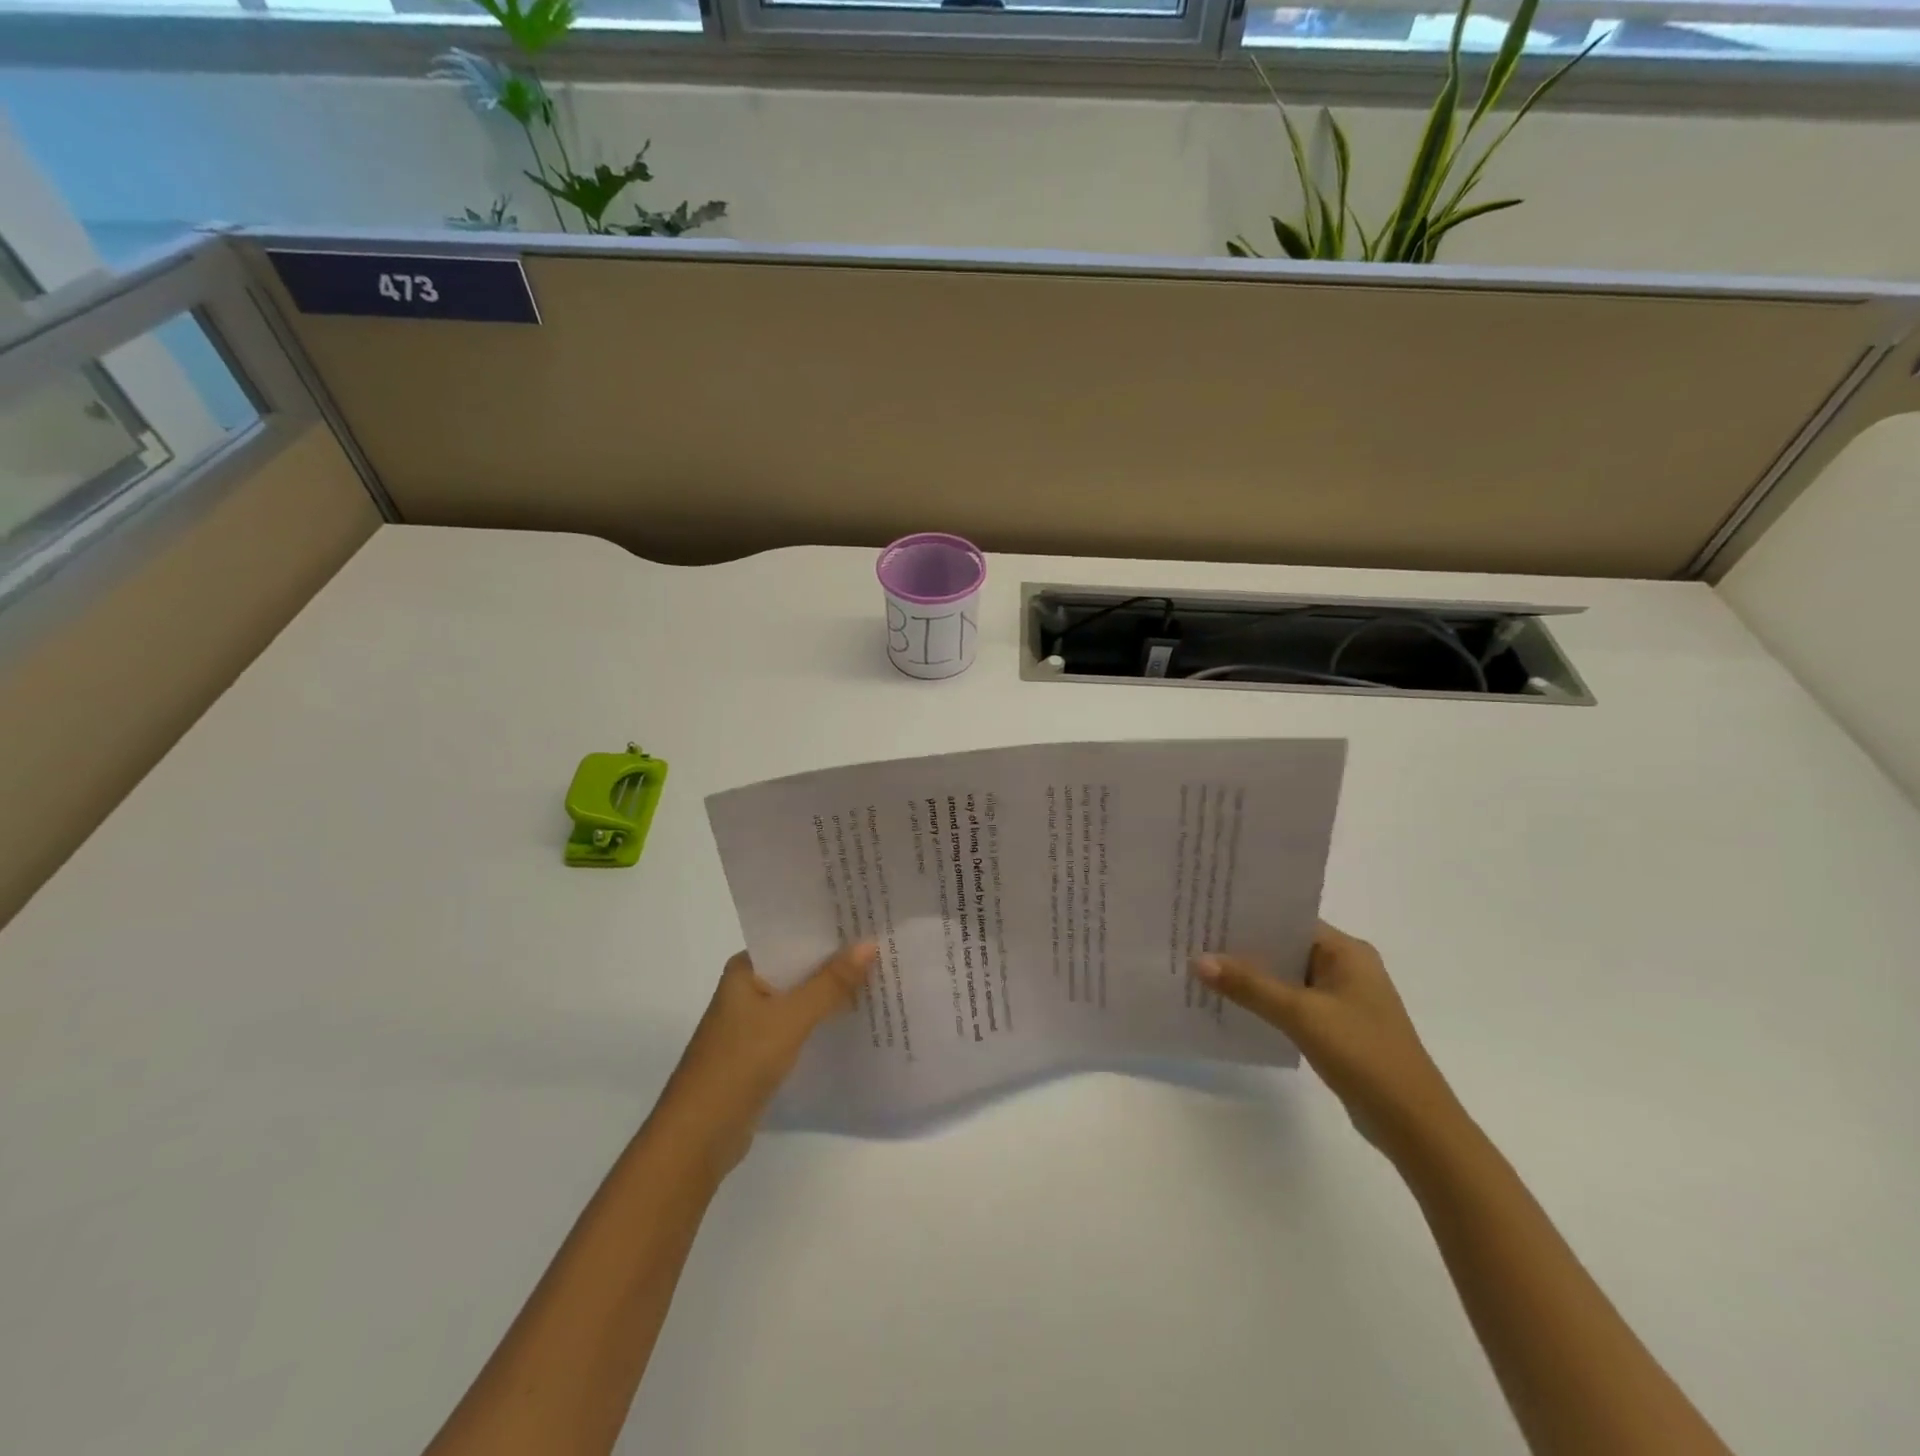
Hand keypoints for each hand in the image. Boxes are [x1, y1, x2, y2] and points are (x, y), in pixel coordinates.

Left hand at [651, 943, 876, 1178]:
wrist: (699, 1137)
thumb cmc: (739, 1064)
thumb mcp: (790, 1018)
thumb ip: (830, 983)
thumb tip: (869, 943)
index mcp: (746, 969)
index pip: (794, 937)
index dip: (830, 930)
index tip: (869, 919)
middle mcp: (749, 989)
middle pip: (801, 967)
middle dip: (838, 962)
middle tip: (886, 946)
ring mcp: (755, 1022)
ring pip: (803, 998)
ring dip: (834, 992)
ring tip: (882, 977)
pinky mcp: (763, 1051)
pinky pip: (801, 1025)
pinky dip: (824, 1020)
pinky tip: (857, 1018)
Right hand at [1192, 922, 1465, 1164]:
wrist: (1414, 1124)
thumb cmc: (1364, 1055)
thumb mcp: (1301, 1015)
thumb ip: (1250, 986)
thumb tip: (1198, 960)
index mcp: (1347, 951)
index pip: (1289, 919)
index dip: (1248, 915)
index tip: (1206, 911)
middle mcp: (1346, 967)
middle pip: (1284, 946)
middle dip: (1243, 946)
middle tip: (1193, 938)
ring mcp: (1342, 998)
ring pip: (1285, 976)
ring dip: (1251, 976)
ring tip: (1202, 968)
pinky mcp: (1336, 1026)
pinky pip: (1291, 1002)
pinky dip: (1264, 1001)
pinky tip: (1231, 1003)